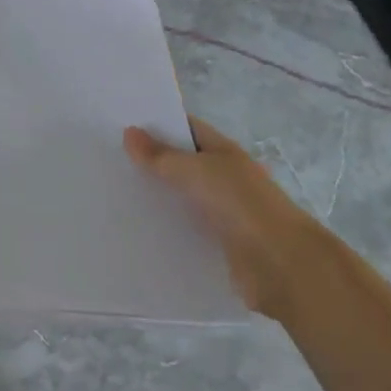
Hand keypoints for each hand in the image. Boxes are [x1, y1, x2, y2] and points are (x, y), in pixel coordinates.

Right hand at [125, 116, 324, 318]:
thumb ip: (161, 155)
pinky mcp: (219, 244)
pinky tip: (138, 230)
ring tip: (114, 194)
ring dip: (158, 197)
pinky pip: (187, 229)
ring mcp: (224, 212)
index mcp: (224, 152)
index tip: (121, 126)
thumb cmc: (240, 205)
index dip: (158, 124)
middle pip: (183, 163)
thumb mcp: (196, 172)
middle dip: (152, 162)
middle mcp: (225, 178)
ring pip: (183, 198)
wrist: (281, 265)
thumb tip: (129, 133)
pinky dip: (167, 228)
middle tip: (109, 161)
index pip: (187, 128)